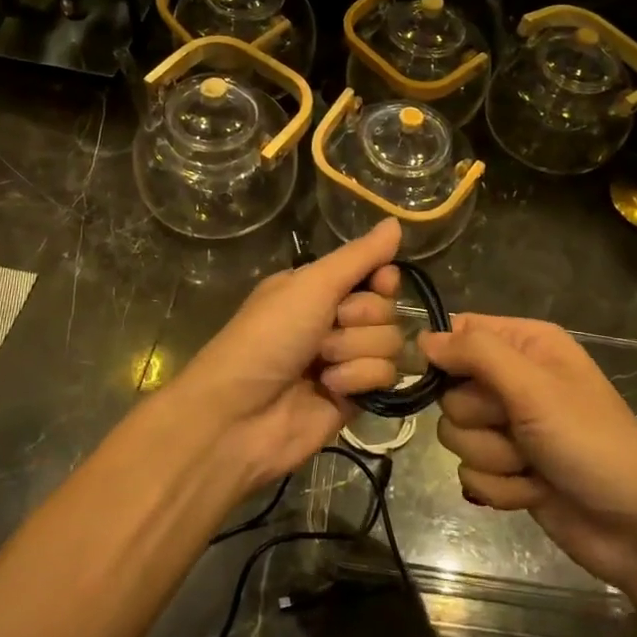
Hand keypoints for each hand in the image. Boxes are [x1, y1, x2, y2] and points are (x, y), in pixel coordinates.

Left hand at [172, 219, 405, 488]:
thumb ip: (359, 257)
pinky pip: (384, 377)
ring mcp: (345, 360)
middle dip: (361, 319)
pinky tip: (331, 388)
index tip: (379, 283)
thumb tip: (396, 221)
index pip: (375, 274)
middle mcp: (333, 320)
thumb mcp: (311, 285)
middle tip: (327, 329)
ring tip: (321, 364)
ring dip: (355, 351)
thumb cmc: (268, 337)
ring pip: (389, 343)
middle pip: (386, 309)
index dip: (383, 280)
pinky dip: (358, 379)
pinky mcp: (354, 396)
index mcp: (317, 288)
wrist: (239, 415)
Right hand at [420, 315, 636, 598]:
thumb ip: (477, 354)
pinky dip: (501, 487)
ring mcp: (511, 428)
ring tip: (532, 464)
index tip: (450, 380)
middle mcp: (514, 380)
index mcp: (526, 345)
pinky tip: (535, 491)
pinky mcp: (509, 470)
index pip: (460, 332)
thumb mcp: (534, 387)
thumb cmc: (590, 442)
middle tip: (517, 428)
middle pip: (451, 391)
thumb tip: (424, 339)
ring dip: (493, 457)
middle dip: (480, 419)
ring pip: (457, 435)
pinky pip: (471, 473)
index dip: (447, 357)